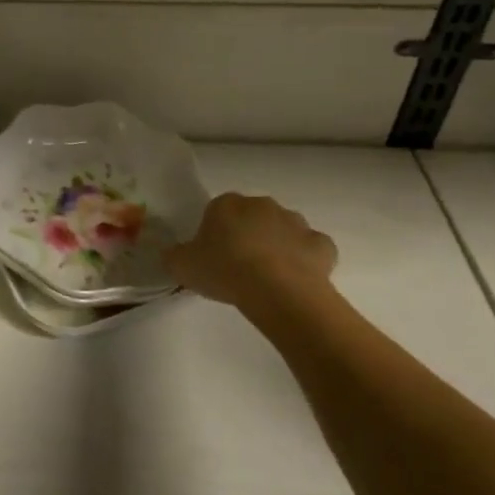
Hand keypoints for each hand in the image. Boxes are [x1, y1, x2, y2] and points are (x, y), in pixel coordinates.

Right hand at [166, 193, 337, 309]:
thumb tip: (173, 255)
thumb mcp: (182, 266)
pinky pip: (312, 249)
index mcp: (226, 204)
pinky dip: (307, 260)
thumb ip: (175, 257)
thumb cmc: (225, 271)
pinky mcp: (320, 244)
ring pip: (284, 230)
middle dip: (248, 235)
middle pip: (252, 217)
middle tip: (241, 267)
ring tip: (270, 277)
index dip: (215, 234)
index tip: (214, 257)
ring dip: (278, 245)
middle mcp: (261, 204)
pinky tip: (298, 279)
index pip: (217, 212)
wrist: (277, 290)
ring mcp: (294, 222)